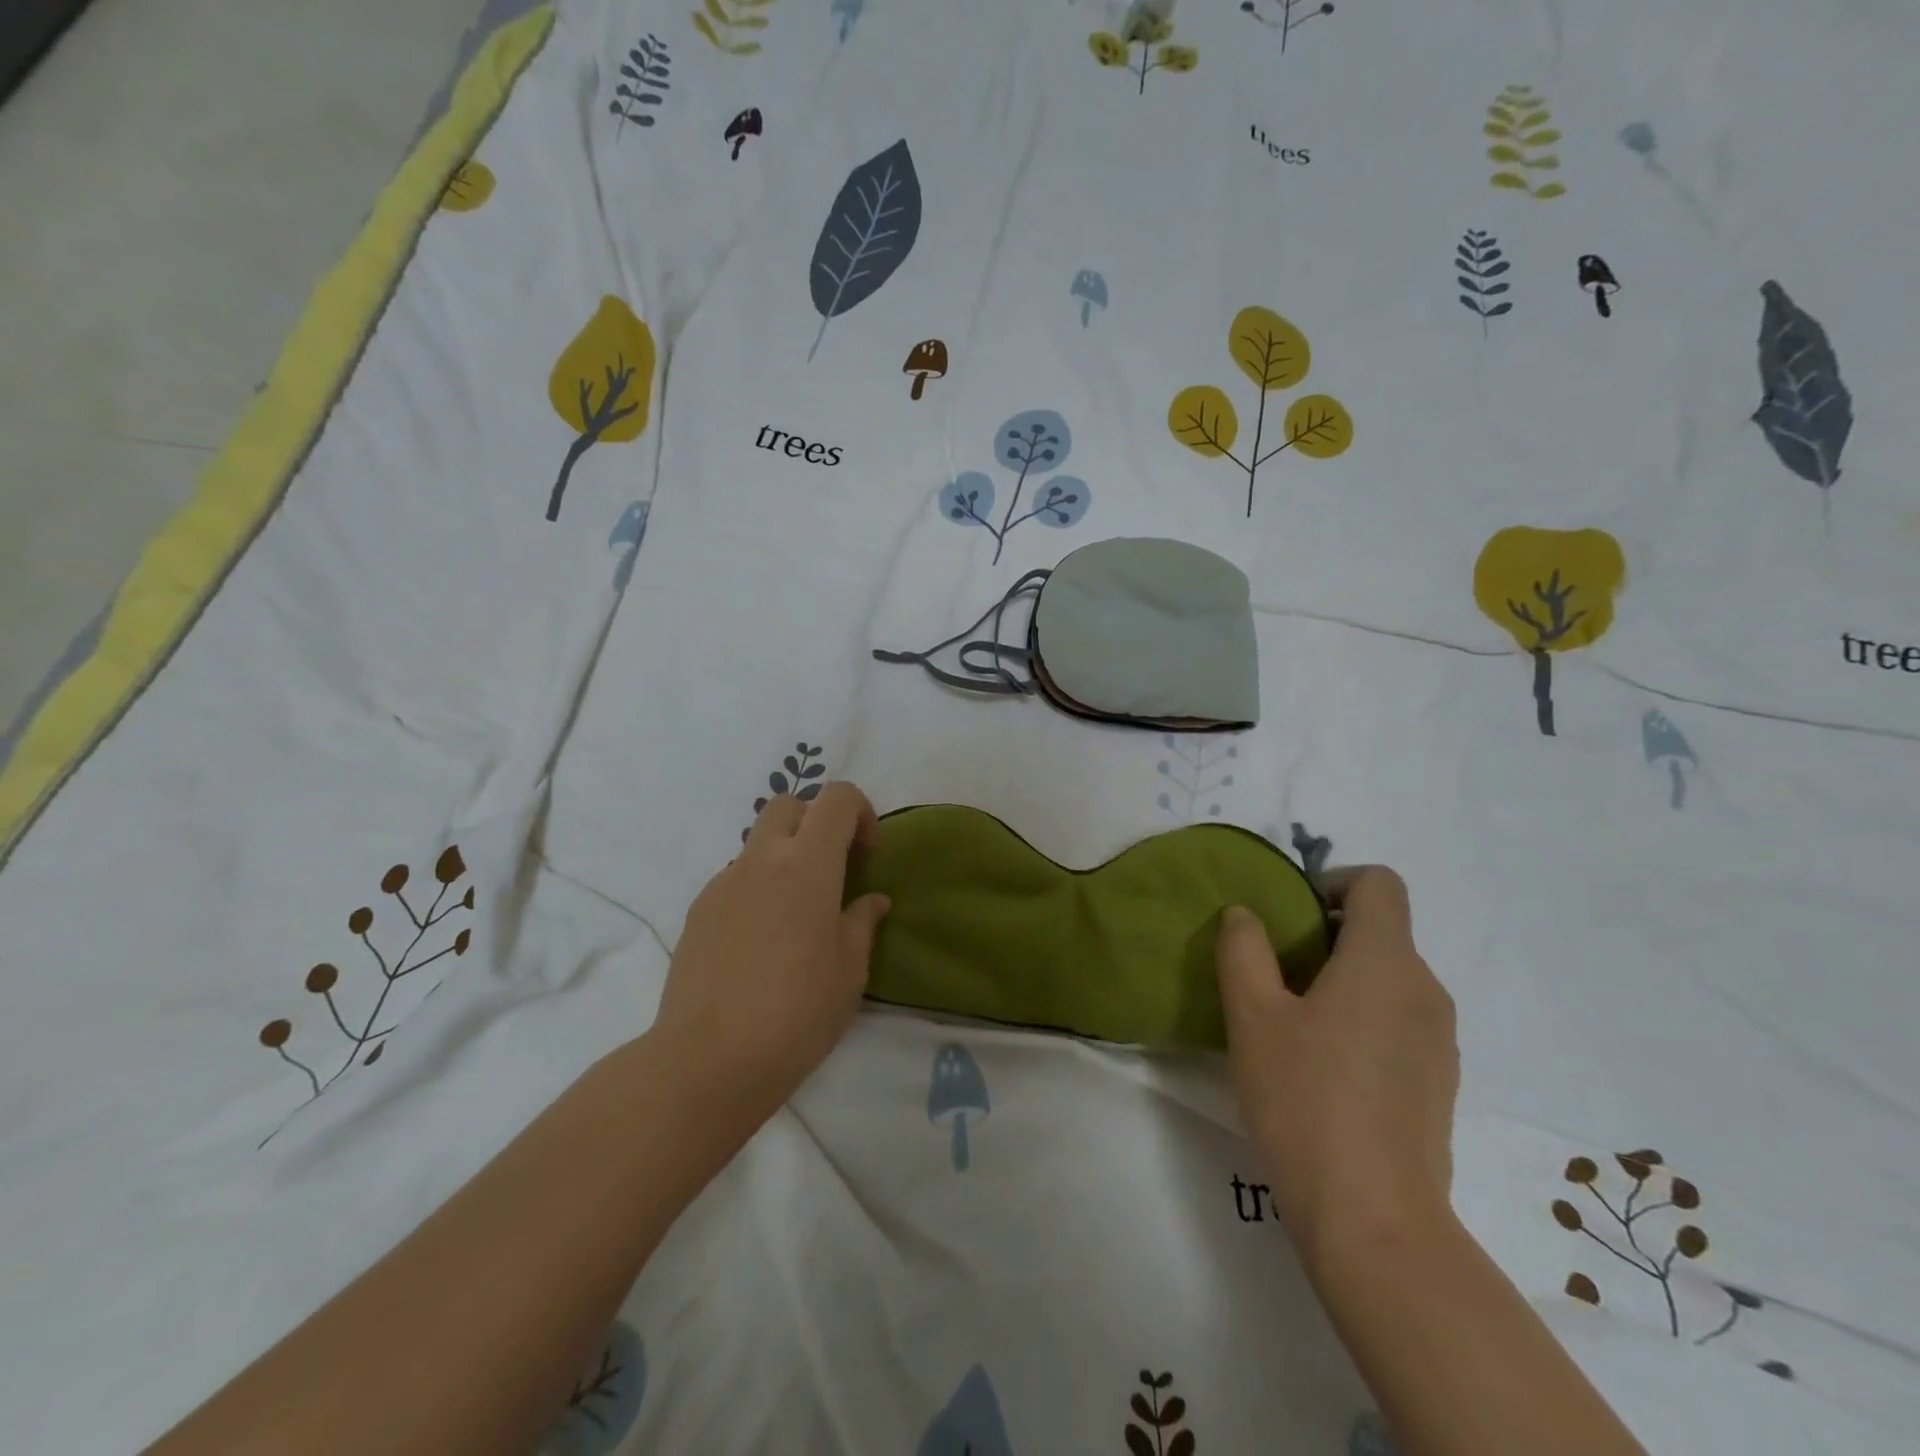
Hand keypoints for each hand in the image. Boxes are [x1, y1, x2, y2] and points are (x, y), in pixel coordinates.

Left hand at [647, 781, 891, 1130]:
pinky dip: (756, 890)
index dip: (860, 814)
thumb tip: (871, 901)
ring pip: (758, 844)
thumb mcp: (850, 970)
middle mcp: (761, 860)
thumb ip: (862, 922)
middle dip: (816, 822)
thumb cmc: (797, 1012)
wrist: (709, 1059)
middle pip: (789, 805)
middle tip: (831, 870)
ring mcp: (723, 883)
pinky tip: (760, 943)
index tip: (865, 857)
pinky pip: (735, 880)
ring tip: (795, 916)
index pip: (837, 798)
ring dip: (783, 858)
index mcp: (807, 864)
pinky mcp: (698, 911)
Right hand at [1215, 867, 1457, 1259]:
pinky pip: (1399, 1020)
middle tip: (1273, 971)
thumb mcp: (1251, 1015)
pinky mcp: (1439, 1081)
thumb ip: (1243, 949)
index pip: (1378, 883)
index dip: (1333, 880)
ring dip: (1343, 978)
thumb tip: (1246, 915)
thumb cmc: (1304, 1098)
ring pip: (1390, 978)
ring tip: (1292, 1021)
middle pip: (1382, 931)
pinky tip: (1324, 1066)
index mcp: (1385, 961)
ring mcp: (1439, 1039)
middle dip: (1326, 934)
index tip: (1291, 914)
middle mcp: (1425, 989)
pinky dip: (1363, 1017)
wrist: (1373, 1218)